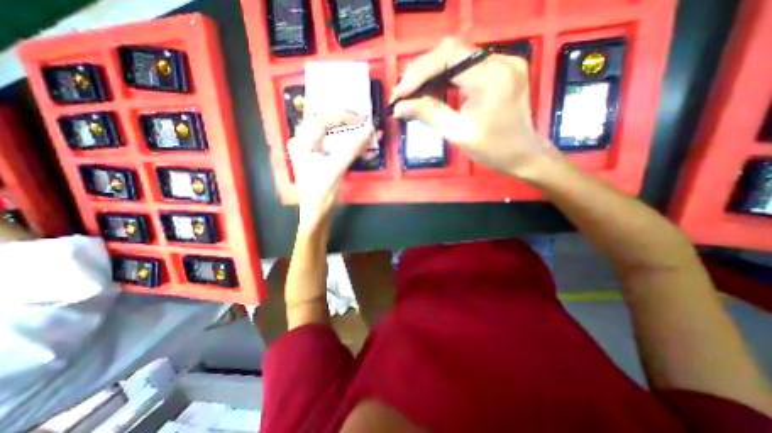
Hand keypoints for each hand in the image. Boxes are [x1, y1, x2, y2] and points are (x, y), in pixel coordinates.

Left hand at [288, 114, 374, 231]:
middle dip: (348, 125)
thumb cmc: (322, 192)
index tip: (360, 118)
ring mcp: (314, 152)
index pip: (321, 121)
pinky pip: (337, 148)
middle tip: (364, 123)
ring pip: (334, 137)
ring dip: (352, 138)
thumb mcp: (336, 168)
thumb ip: (353, 148)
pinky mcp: (322, 160)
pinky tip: (364, 150)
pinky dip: (351, 148)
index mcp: (302, 143)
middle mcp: (305, 144)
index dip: (342, 117)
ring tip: (368, 137)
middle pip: (328, 127)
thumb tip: (370, 130)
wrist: (317, 213)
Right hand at [393, 38, 562, 177]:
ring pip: (457, 57)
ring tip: (413, 94)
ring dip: (431, 74)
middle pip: (451, 52)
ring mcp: (503, 62)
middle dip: (421, 73)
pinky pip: (466, 66)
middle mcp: (499, 60)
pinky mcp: (501, 69)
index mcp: (491, 77)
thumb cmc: (494, 150)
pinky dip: (446, 77)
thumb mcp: (459, 134)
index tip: (399, 94)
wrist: (524, 155)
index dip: (418, 71)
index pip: (448, 56)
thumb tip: (399, 107)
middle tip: (403, 95)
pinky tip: (433, 91)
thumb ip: (429, 114)